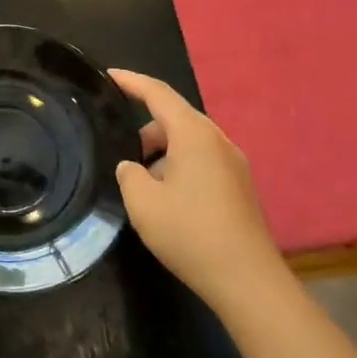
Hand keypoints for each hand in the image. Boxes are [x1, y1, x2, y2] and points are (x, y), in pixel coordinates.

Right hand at [108, 70, 282, 302]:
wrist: (248, 281)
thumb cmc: (190, 234)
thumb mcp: (142, 202)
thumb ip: (128, 174)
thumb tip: (132, 168)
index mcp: (194, 135)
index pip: (158, 94)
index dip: (131, 82)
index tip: (108, 76)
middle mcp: (218, 141)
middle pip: (175, 118)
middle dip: (145, 128)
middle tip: (118, 148)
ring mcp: (233, 165)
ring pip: (188, 142)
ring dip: (162, 151)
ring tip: (140, 180)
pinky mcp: (239, 188)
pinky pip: (201, 161)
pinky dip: (178, 166)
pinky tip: (165, 197)